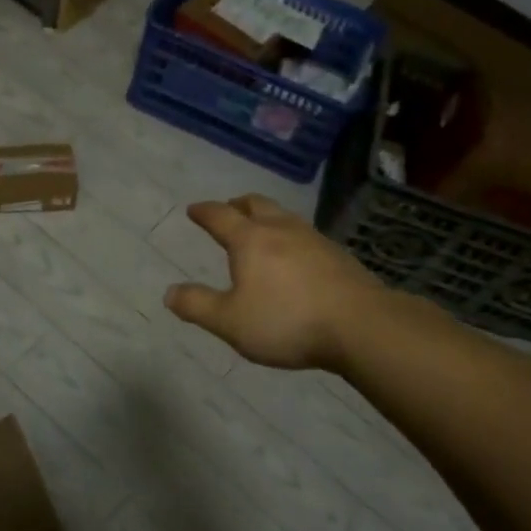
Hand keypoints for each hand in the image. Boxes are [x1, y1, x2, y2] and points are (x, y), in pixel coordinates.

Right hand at [164, 194, 419, 370]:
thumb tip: (169, 293)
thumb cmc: (287, 321)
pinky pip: (305, 236)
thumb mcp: (230, 322)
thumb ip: (198, 306)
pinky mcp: (338, 256)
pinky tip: (296, 256)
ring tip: (261, 230)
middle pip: (256, 204)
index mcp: (250, 240)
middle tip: (228, 209)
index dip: (204, 212)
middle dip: (237, 204)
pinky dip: (290, 237)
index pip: (220, 216)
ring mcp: (313, 239)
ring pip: (284, 216)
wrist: (361, 325)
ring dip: (267, 217)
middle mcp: (280, 229)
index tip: (194, 209)